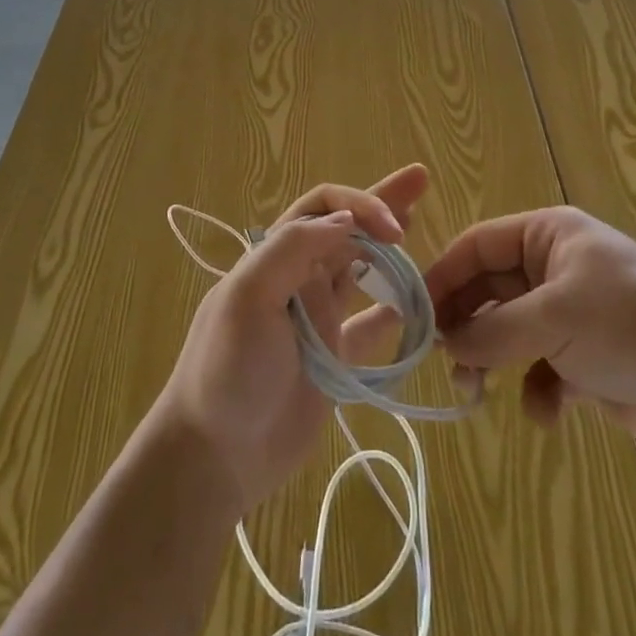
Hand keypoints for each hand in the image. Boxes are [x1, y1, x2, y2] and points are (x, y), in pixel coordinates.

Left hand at [157, 165, 429, 510]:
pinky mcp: (333, 360)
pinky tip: (416, 307)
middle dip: (380, 203)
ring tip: (416, 227)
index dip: (361, 206)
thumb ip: (293, 249)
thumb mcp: (248, 296)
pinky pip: (369, 327)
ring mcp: (317, 319)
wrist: (215, 454)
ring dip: (387, 248)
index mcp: (275, 256)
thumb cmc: (228, 368)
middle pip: (347, 228)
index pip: (324, 207)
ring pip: (360, 269)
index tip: (396, 229)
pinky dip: (391, 312)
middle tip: (420, 181)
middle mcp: (298, 278)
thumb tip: (346, 220)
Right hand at [424, 205, 635, 450]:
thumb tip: (447, 346)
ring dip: (491, 363)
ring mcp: (571, 314)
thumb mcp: (553, 317)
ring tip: (476, 395)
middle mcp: (554, 268)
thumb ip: (492, 331)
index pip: (477, 246)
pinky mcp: (586, 359)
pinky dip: (537, 392)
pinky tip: (548, 414)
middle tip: (444, 362)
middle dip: (465, 327)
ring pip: (508, 333)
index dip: (443, 277)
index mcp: (547, 235)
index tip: (414, 315)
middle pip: (488, 291)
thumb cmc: (629, 326)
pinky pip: (541, 370)